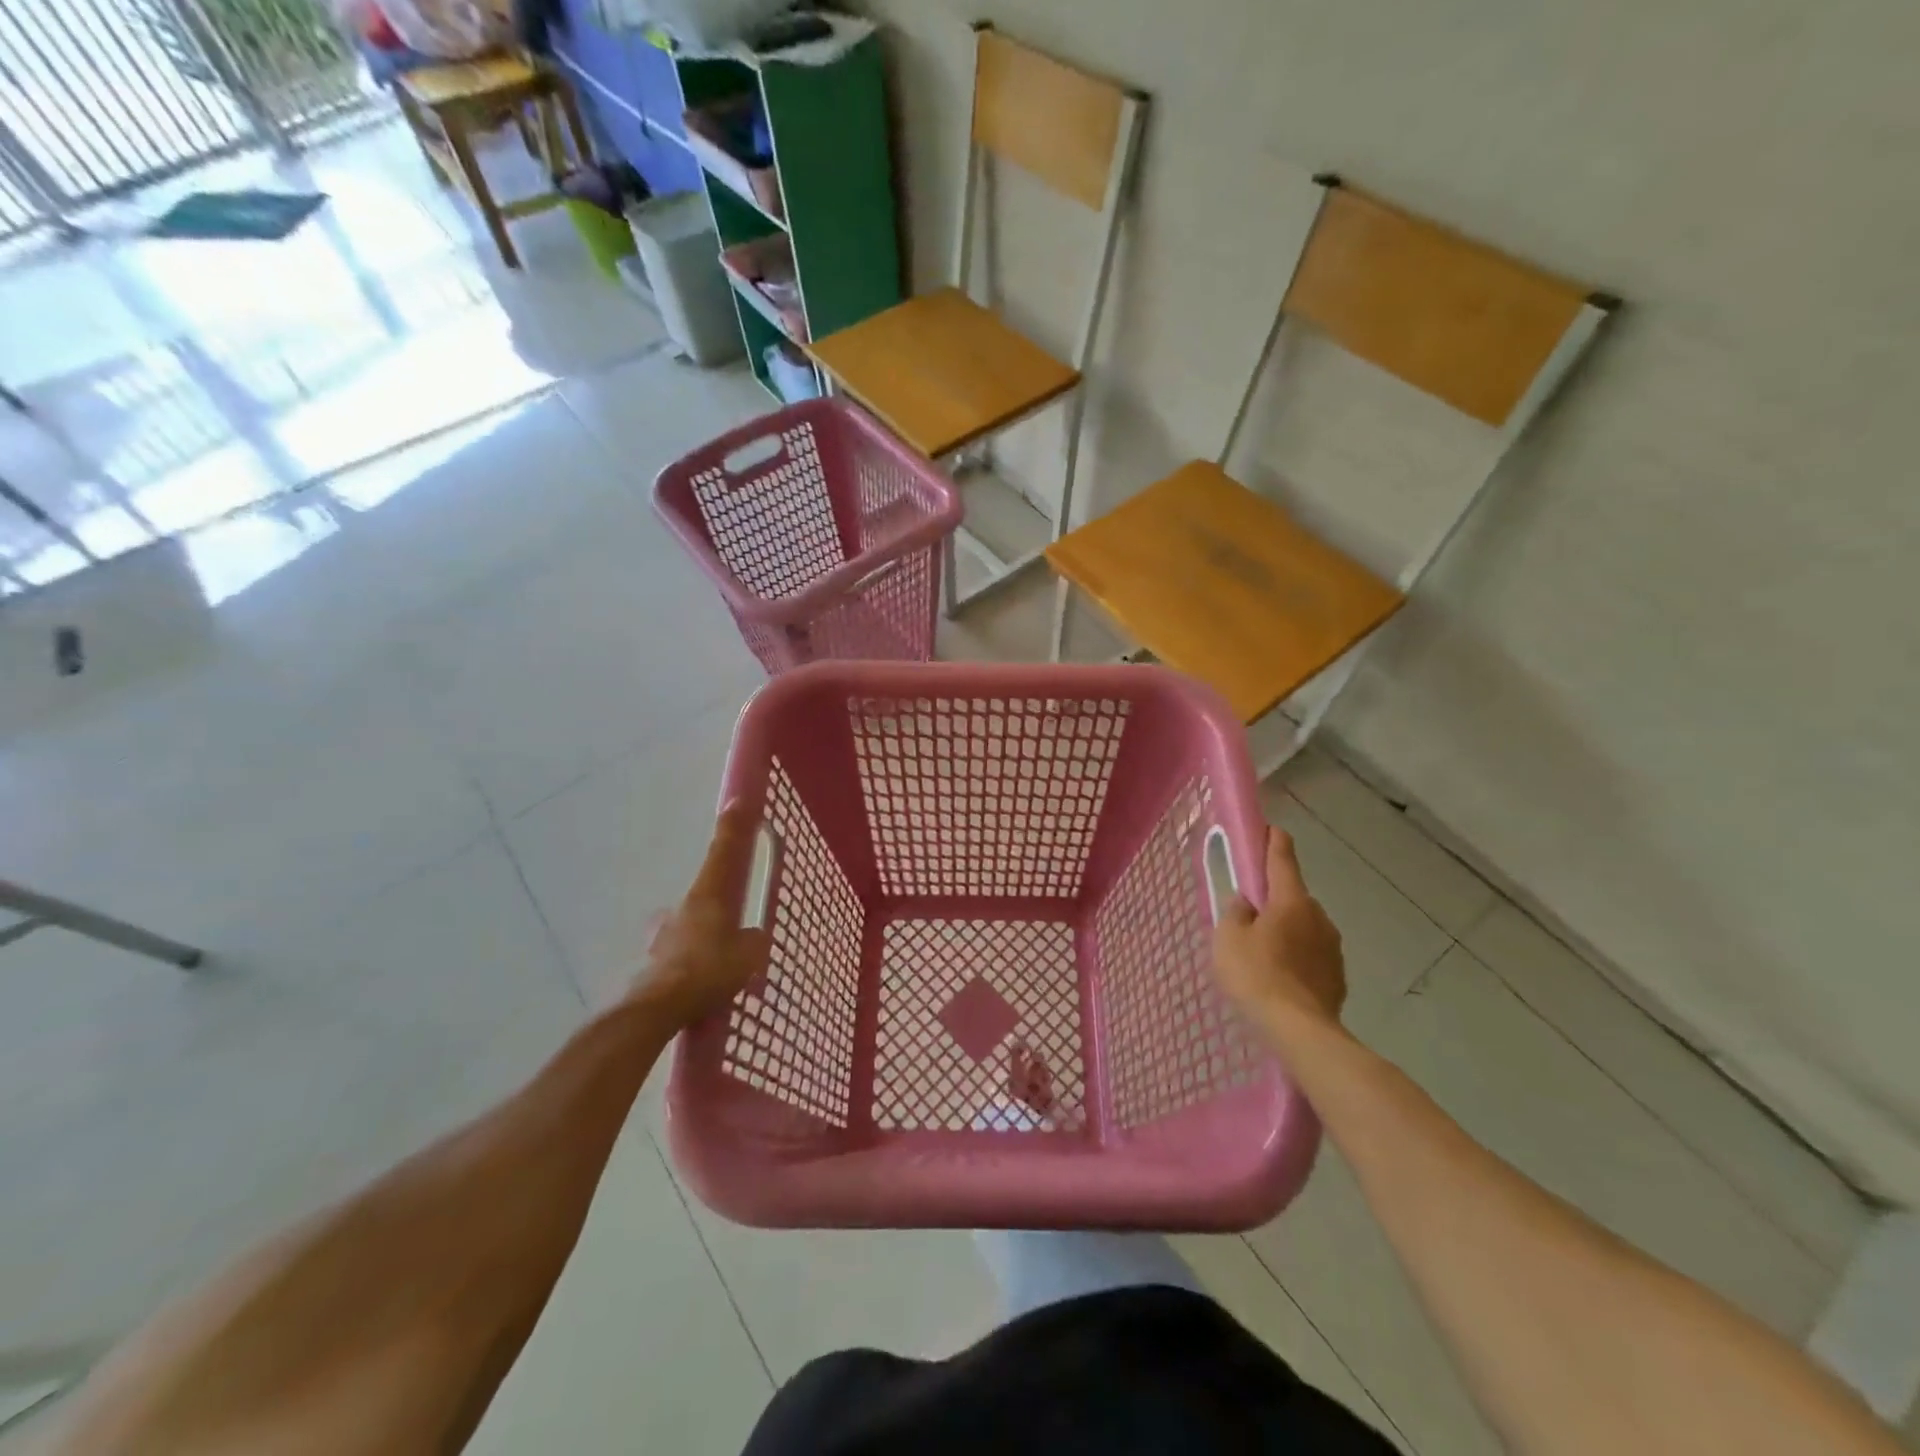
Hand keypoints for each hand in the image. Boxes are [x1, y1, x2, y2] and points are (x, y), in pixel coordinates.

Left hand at [634, 802, 769, 1027]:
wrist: (656, 1009)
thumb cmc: (708, 971)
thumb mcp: (749, 955)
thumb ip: (754, 940)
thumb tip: (752, 937)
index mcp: (708, 896)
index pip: (724, 853)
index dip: (733, 827)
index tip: (736, 801)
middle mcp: (681, 908)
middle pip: (703, 895)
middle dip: (715, 907)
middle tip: (730, 930)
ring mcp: (661, 934)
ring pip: (686, 928)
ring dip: (698, 939)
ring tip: (713, 967)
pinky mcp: (649, 962)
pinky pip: (676, 957)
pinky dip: (686, 966)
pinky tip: (695, 988)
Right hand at [1213, 826, 1347, 1032]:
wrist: (1300, 1030)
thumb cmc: (1257, 974)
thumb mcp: (1227, 938)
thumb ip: (1235, 913)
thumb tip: (1245, 903)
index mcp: (1291, 900)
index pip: (1282, 859)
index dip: (1273, 841)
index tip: (1270, 829)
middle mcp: (1318, 916)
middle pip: (1292, 897)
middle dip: (1274, 899)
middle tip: (1249, 914)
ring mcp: (1332, 947)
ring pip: (1304, 927)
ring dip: (1286, 931)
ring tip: (1263, 954)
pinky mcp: (1337, 976)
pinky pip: (1311, 955)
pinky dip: (1297, 958)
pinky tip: (1280, 977)